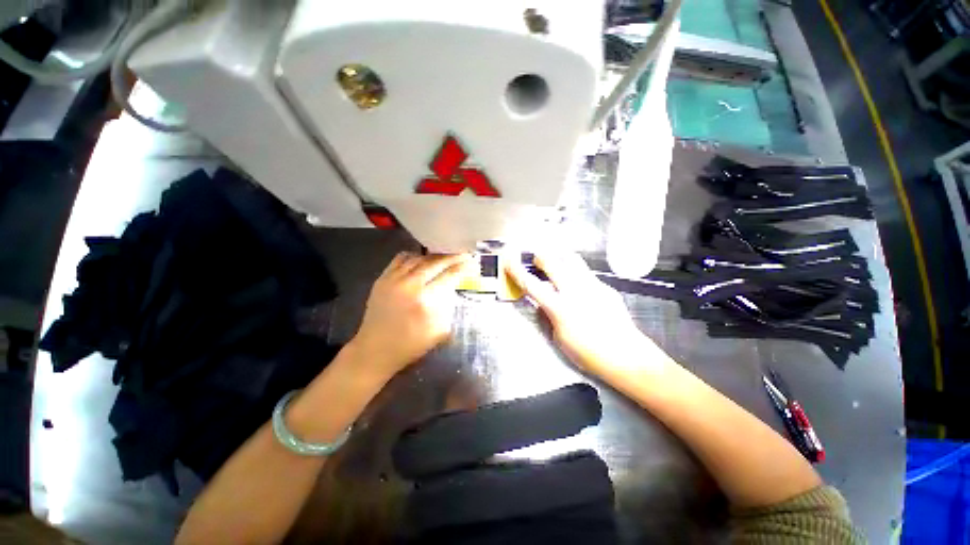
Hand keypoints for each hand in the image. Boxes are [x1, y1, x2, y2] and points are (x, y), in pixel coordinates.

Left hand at [350, 252, 470, 379]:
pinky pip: (401, 259)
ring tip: (445, 256)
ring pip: (419, 258)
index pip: (449, 276)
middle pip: (436, 263)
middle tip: (463, 254)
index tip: (472, 262)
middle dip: (452, 257)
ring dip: (435, 256)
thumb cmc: (410, 345)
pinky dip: (414, 256)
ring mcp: (394, 279)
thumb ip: (448, 307)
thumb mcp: (439, 331)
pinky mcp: (382, 278)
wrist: (375, 350)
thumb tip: (453, 288)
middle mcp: (410, 285)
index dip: (463, 267)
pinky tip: (421, 259)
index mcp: (426, 301)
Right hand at [505, 250, 646, 375]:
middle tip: (537, 261)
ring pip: (572, 260)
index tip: (509, 261)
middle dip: (540, 257)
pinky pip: (587, 274)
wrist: (626, 355)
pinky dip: (578, 274)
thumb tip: (543, 303)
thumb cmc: (588, 353)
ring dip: (560, 259)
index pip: (531, 284)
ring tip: (558, 266)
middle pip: (552, 262)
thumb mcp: (560, 338)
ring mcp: (592, 286)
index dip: (517, 271)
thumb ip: (549, 316)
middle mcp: (574, 291)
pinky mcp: (605, 287)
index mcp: (559, 307)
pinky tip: (581, 287)